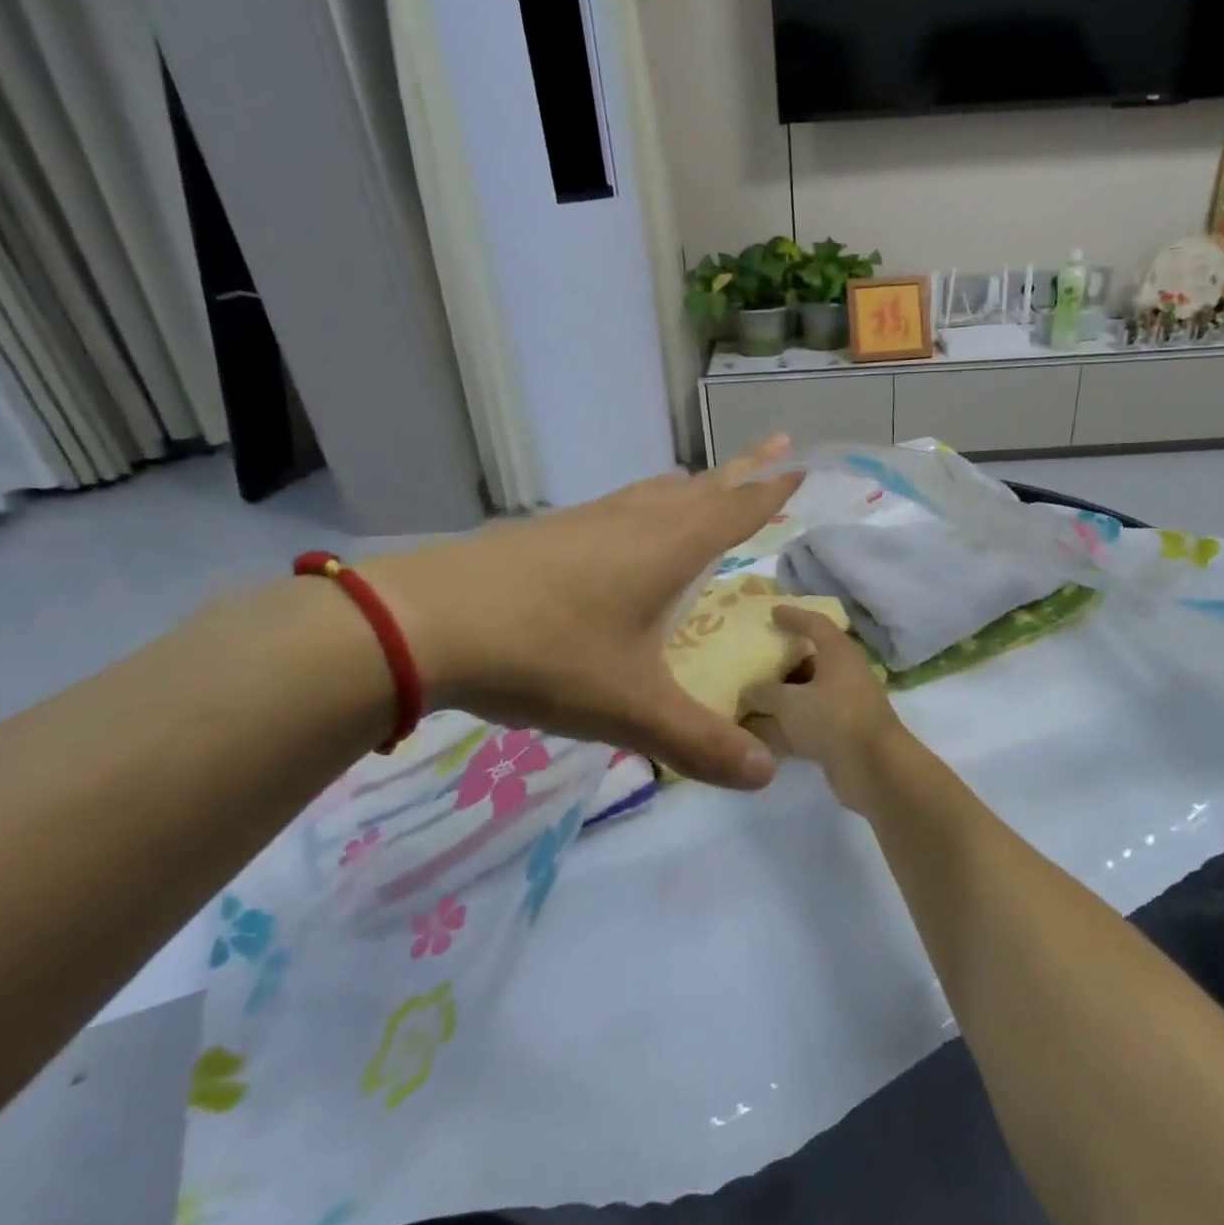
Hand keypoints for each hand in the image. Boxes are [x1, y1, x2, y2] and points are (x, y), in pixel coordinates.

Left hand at [360, 439, 800, 788]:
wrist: (422, 623)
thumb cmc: (545, 655)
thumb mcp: (630, 710)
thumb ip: (699, 743)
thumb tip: (765, 775)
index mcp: (668, 549)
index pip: (737, 509)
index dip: (772, 489)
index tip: (801, 463)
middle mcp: (635, 522)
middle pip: (702, 487)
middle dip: (742, 471)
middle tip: (775, 448)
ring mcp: (587, 523)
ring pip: (654, 493)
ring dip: (691, 488)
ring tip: (707, 488)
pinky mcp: (547, 534)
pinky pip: (618, 509)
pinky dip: (644, 507)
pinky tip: (626, 531)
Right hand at [742, 606, 907, 800]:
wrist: (874, 769)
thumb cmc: (834, 719)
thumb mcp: (789, 702)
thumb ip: (764, 692)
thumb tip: (749, 690)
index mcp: (839, 653)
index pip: (815, 623)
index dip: (793, 616)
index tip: (771, 612)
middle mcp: (845, 675)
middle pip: (810, 661)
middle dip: (781, 662)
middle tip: (751, 661)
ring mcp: (846, 707)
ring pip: (807, 696)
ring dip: (781, 699)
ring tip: (747, 699)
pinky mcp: (842, 736)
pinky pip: (808, 724)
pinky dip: (786, 727)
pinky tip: (758, 735)